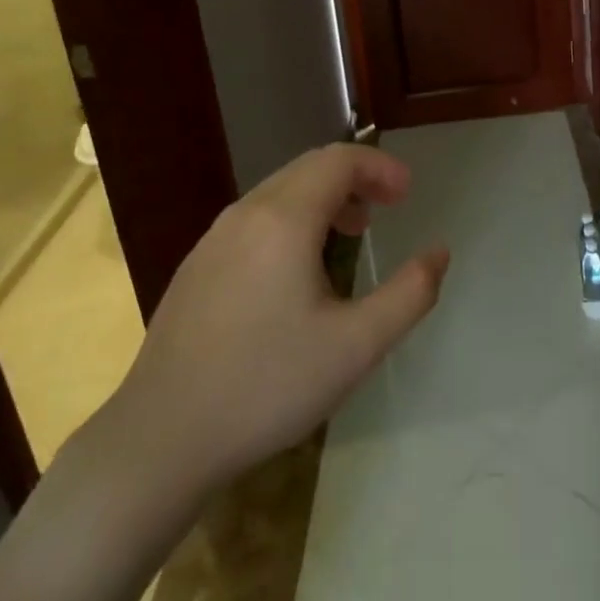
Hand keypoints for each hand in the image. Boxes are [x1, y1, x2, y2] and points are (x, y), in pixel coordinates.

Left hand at [93, 143, 448, 526]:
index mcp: (284, 220)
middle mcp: (245, 214)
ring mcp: (214, 239)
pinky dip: (292, 218)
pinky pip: (255, 218)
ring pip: (279, 192)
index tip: (407, 194)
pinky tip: (299, 268)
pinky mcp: (196, 266)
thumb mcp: (356, 346)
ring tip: (351, 232)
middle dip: (356, 177)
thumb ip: (410, 294)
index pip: (339, 160)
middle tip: (388, 206)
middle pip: (309, 168)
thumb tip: (439, 253)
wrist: (160, 439)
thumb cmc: (267, 386)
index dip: (380, 167)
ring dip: (324, 197)